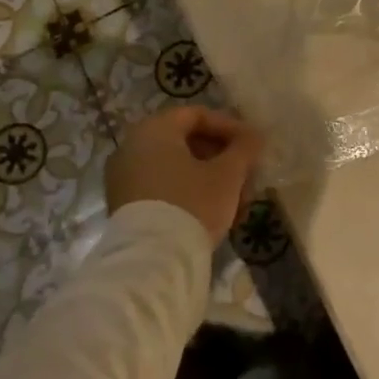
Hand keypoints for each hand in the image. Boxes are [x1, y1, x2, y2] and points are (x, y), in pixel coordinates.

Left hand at [105, 107, 265, 244]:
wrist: (151, 263)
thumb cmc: (192, 204)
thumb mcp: (228, 174)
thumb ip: (244, 149)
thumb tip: (255, 136)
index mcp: (154, 130)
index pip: (197, 115)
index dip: (230, 127)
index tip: (252, 147)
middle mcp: (132, 147)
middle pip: (187, 144)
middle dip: (223, 161)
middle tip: (247, 180)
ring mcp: (123, 179)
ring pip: (177, 170)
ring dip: (210, 181)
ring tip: (236, 206)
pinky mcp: (124, 208)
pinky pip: (162, 189)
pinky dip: (189, 195)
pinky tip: (213, 217)